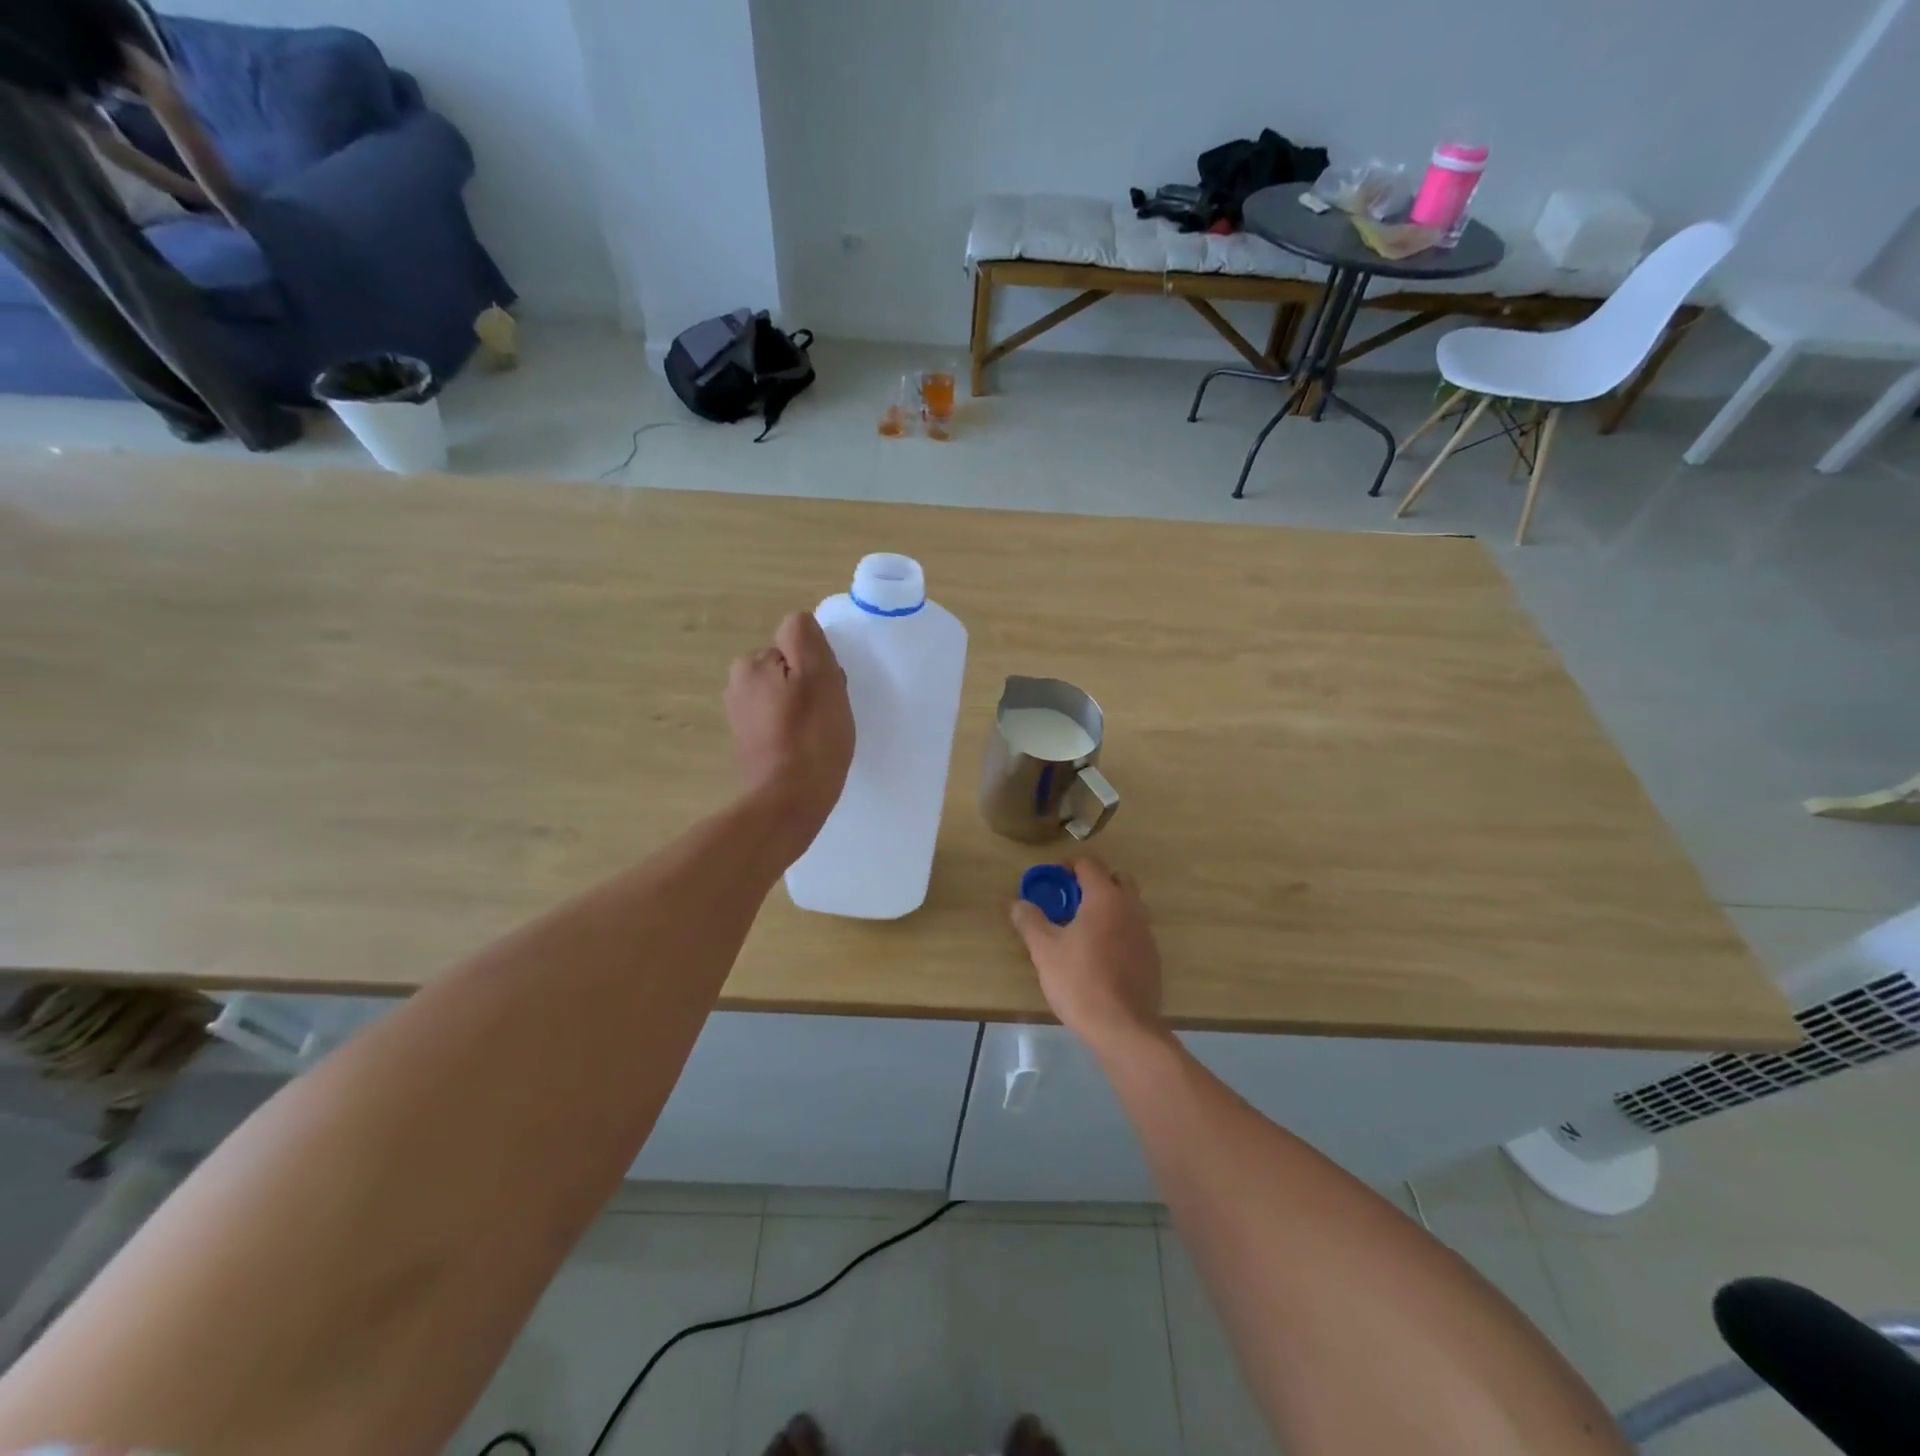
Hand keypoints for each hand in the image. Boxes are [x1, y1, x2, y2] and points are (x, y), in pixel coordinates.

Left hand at [726, 612, 853, 856]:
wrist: (788, 804)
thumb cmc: (810, 739)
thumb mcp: (819, 676)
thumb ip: (805, 638)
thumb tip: (799, 624)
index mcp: (751, 664)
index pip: (797, 644)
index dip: (819, 666)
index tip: (826, 693)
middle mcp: (737, 684)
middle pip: (790, 669)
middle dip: (810, 686)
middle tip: (825, 716)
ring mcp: (740, 716)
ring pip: (787, 696)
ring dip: (805, 709)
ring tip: (818, 736)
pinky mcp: (749, 743)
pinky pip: (780, 722)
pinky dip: (795, 731)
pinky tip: (805, 750)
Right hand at [1011, 857, 1164, 1051]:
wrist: (1123, 1028)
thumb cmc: (1080, 981)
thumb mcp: (1045, 950)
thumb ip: (1030, 921)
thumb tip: (1017, 903)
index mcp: (1105, 897)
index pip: (1089, 864)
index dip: (1067, 866)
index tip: (1050, 881)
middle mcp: (1131, 907)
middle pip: (1115, 879)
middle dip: (1092, 883)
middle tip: (1068, 902)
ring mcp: (1145, 932)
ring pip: (1127, 905)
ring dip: (1106, 907)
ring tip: (1081, 929)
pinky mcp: (1152, 956)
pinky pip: (1133, 930)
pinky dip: (1117, 930)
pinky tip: (1099, 955)